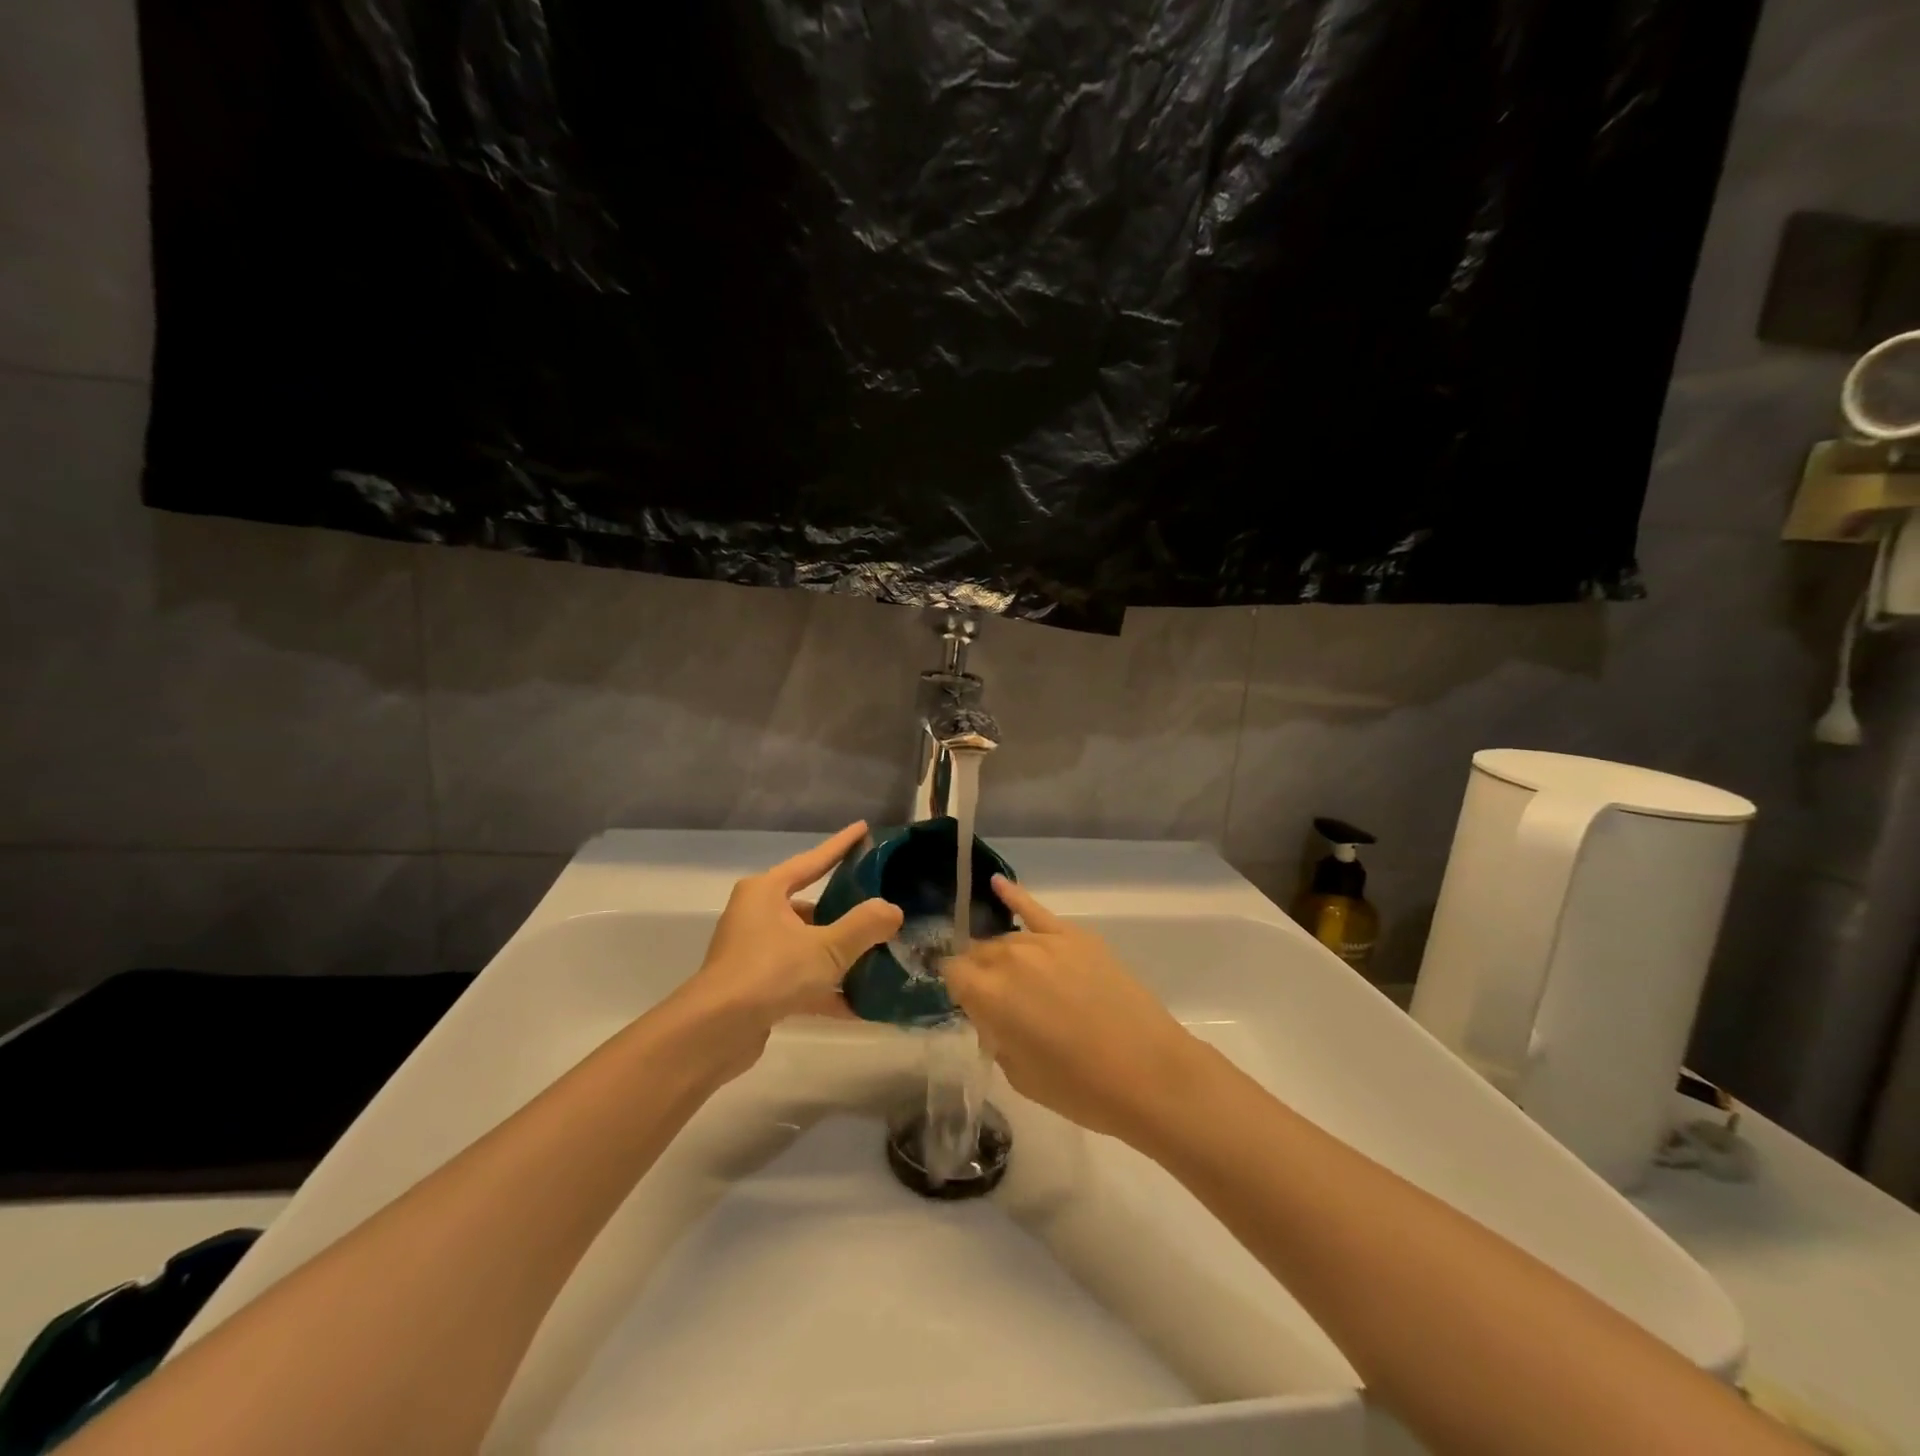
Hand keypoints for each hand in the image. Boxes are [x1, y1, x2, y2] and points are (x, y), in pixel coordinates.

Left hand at [670, 823, 902, 1077]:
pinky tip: (858, 1004)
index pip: (812, 860)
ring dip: (838, 953)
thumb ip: (864, 926)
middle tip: (880, 904)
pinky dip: (825, 987)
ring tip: (879, 954)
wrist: (714, 1033)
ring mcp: (754, 952)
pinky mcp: (756, 987)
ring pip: (806, 944)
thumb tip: (893, 910)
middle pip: (810, 906)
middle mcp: (756, 915)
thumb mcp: (826, 947)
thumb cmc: (769, 973)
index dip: (841, 845)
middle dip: (845, 910)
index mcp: (766, 891)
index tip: (864, 829)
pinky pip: (799, 977)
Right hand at [942, 877, 1206, 1140]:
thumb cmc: (1080, 1088)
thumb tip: (993, 1015)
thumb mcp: (1019, 1074)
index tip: (970, 1006)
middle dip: (980, 973)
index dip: (958, 990)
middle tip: (997, 1001)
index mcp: (988, 994)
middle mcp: (1009, 958)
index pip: (953, 974)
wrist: (1148, 1072)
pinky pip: (1035, 909)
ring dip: (1002, 956)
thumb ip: (996, 1035)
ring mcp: (1044, 942)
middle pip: (979, 953)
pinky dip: (1014, 895)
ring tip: (1015, 978)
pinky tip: (997, 883)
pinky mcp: (1075, 936)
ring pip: (1006, 939)